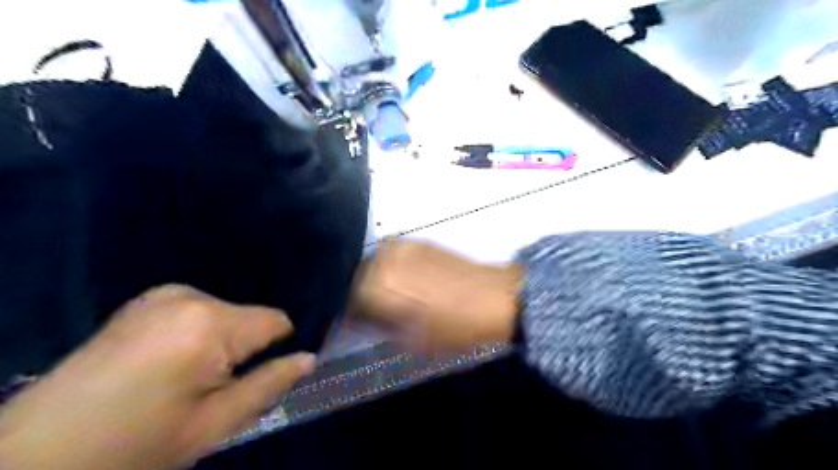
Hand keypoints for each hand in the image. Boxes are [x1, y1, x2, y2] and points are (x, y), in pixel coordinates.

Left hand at [0, 283, 315, 469]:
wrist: (33, 454)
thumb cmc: (133, 444)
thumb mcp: (212, 425)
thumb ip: (268, 385)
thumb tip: (310, 359)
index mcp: (210, 323)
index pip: (277, 321)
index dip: (281, 347)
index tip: (267, 372)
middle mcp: (190, 295)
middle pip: (249, 317)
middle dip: (246, 348)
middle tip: (221, 385)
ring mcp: (163, 294)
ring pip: (225, 314)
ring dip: (222, 342)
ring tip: (193, 377)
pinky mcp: (145, 300)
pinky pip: (198, 311)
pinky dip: (199, 333)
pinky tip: (172, 362)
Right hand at [352, 241, 521, 350]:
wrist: (493, 298)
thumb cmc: (455, 327)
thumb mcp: (413, 339)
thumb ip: (380, 327)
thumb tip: (361, 322)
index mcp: (382, 287)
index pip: (349, 298)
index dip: (349, 313)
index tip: (353, 323)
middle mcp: (387, 260)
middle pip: (357, 276)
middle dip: (357, 293)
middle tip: (368, 309)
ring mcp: (403, 247)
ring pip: (372, 261)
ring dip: (371, 277)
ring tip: (384, 293)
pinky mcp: (418, 242)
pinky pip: (391, 252)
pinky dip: (388, 265)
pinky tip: (399, 278)